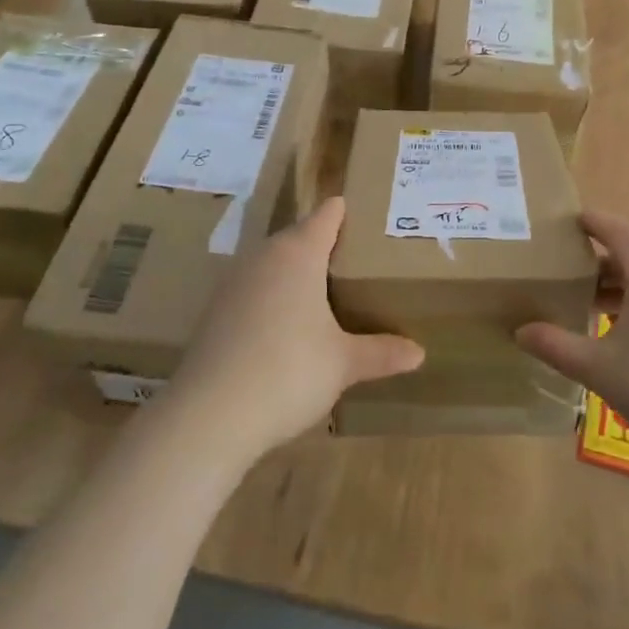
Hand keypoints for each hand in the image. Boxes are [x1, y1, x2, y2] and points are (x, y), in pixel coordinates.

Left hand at [168, 198, 423, 459]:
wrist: (209, 415)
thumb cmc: (289, 372)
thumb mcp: (344, 364)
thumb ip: (381, 352)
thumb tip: (419, 353)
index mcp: (298, 253)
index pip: (326, 215)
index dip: (346, 212)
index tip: (369, 216)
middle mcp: (264, 257)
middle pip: (298, 236)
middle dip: (325, 244)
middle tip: (358, 259)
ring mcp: (234, 283)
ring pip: (273, 263)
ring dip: (296, 271)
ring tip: (326, 290)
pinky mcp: (215, 312)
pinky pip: (254, 289)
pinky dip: (273, 297)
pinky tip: (286, 325)